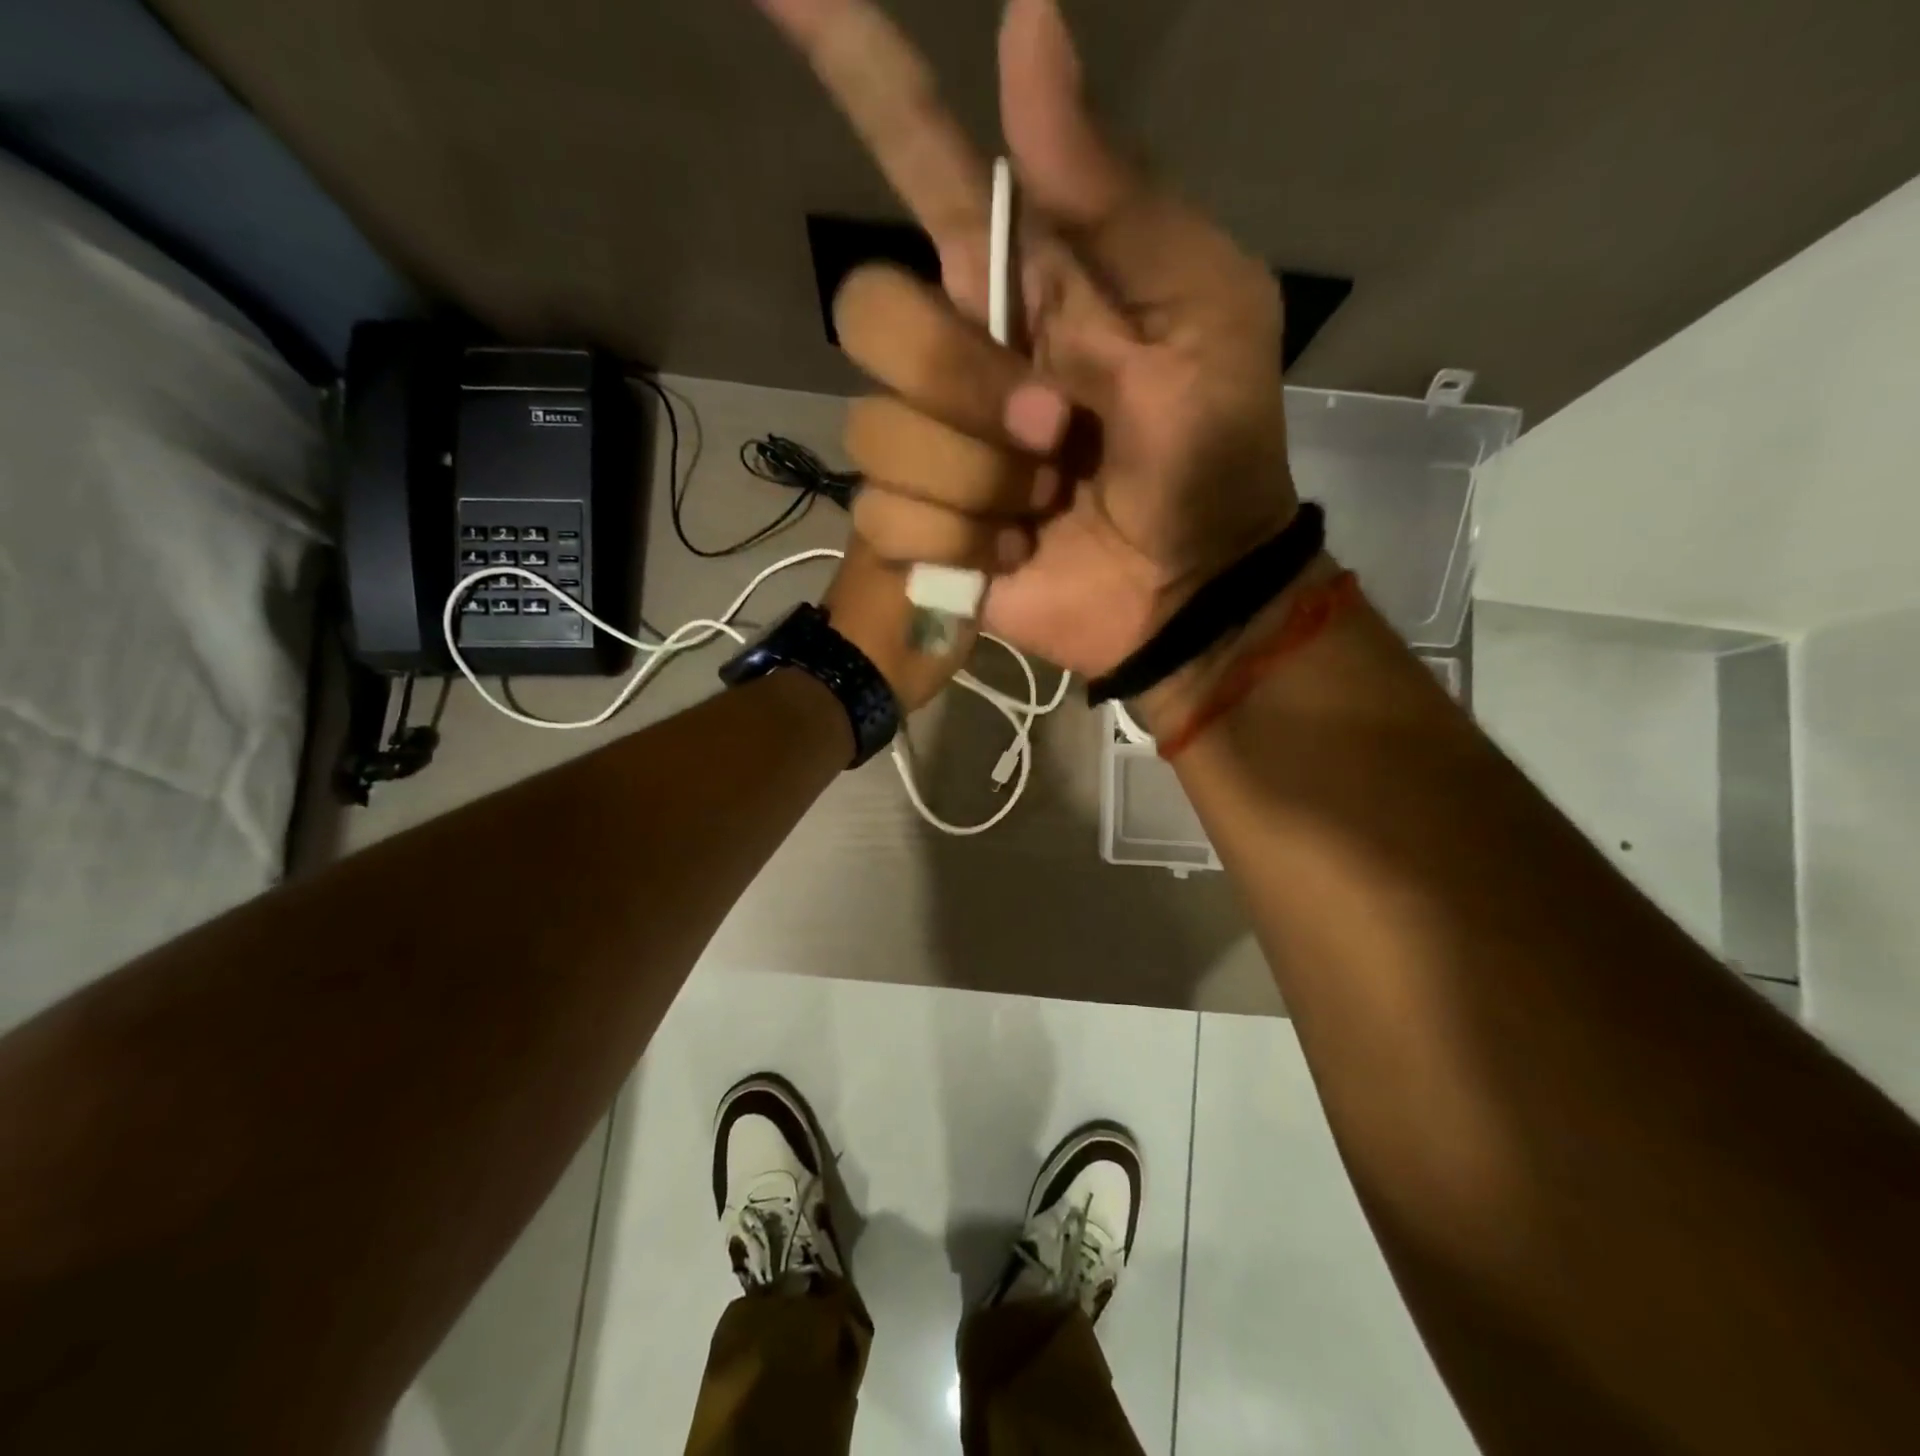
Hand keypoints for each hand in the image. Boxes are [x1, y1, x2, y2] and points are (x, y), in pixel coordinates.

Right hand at [758, 0, 1298, 679]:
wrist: (1188, 589)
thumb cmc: (1212, 454)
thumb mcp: (1202, 315)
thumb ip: (1116, 199)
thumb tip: (1025, 28)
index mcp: (1023, 280)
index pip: (918, 154)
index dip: (853, 66)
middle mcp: (956, 353)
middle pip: (871, 315)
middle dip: (963, 382)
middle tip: (1056, 428)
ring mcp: (929, 445)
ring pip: (877, 432)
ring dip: (982, 481)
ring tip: (1047, 503)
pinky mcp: (918, 528)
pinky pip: (887, 517)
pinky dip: (962, 545)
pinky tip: (1014, 555)